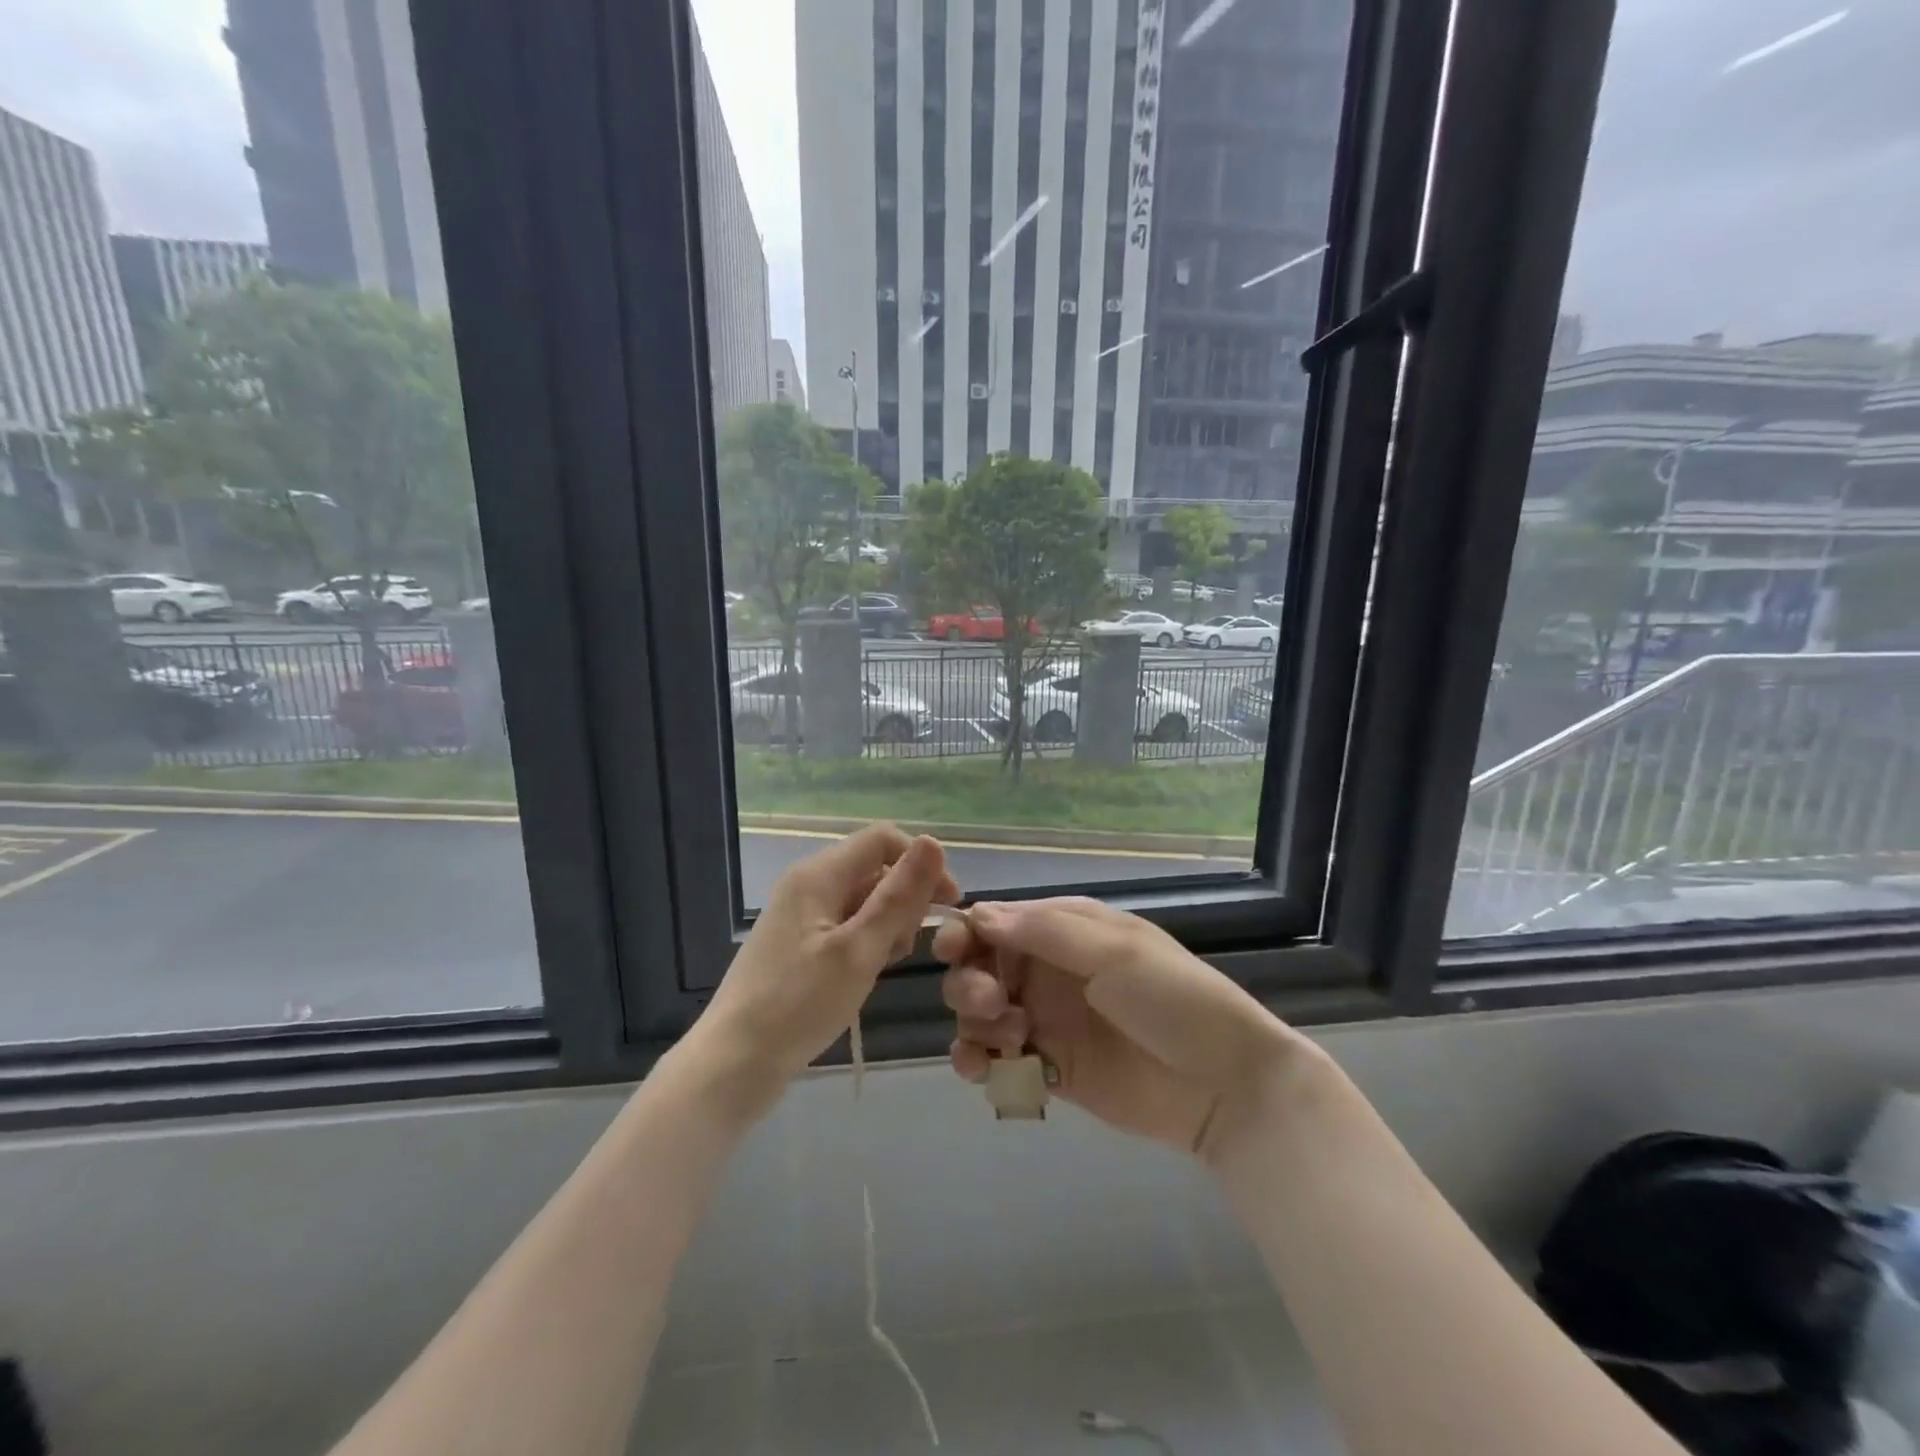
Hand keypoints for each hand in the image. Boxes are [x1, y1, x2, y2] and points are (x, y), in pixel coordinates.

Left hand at [695, 825, 958, 1096]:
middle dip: (904, 899)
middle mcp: (809, 884)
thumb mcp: (859, 950)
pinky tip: (868, 974)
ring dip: (888, 924)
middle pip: (874, 868)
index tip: (946, 905)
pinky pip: (847, 925)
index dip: (920, 863)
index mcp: (819, 874)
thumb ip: (899, 896)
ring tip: (885, 965)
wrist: (732, 1064)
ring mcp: (802, 915)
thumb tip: (934, 842)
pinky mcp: (800, 944)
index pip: (883, 839)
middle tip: (907, 947)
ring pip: (864, 899)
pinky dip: (867, 942)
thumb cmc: (798, 1004)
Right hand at [934, 897, 1310, 1160]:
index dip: (967, 933)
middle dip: (970, 982)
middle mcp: (1048, 971)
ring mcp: (1047, 1021)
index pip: (998, 922)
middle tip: (992, 1004)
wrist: (1224, 1084)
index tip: (951, 951)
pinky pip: (998, 1060)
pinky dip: (980, 1062)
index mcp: (1065, 931)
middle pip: (980, 968)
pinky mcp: (1050, 1068)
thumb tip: (978, 914)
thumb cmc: (1172, 999)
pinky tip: (986, 1070)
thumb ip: (1043, 932)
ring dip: (976, 1023)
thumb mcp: (1114, 951)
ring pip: (981, 1015)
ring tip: (1009, 1039)